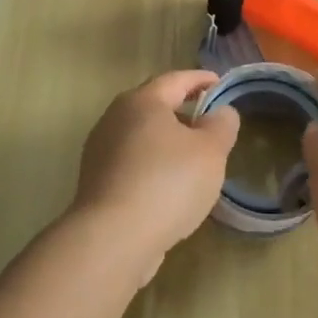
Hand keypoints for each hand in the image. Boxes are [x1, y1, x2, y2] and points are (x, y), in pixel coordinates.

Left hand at [71, 70, 239, 279]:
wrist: (113, 238)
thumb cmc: (168, 183)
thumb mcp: (210, 151)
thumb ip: (221, 125)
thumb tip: (220, 112)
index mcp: (142, 101)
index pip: (176, 79)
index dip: (200, 79)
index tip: (220, 83)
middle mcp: (115, 118)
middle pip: (153, 106)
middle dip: (182, 110)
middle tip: (208, 121)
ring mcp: (100, 151)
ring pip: (141, 136)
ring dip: (166, 141)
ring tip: (192, 157)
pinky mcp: (96, 182)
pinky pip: (132, 163)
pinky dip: (153, 165)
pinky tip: (169, 185)